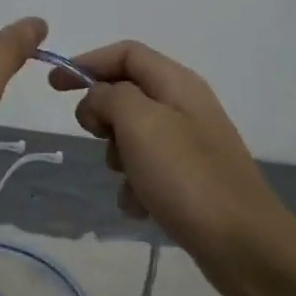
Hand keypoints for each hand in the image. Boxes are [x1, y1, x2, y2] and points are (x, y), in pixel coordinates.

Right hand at [49, 41, 291, 295]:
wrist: (241, 242)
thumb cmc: (186, 176)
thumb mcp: (139, 124)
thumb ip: (109, 97)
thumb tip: (98, 100)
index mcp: (177, 83)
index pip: (126, 53)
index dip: (87, 63)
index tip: (54, 87)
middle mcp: (185, 106)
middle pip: (126, 94)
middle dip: (104, 117)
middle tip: (99, 139)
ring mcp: (189, 144)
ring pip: (132, 136)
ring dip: (118, 157)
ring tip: (129, 180)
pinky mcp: (189, 179)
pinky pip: (146, 170)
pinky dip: (135, 185)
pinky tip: (141, 207)